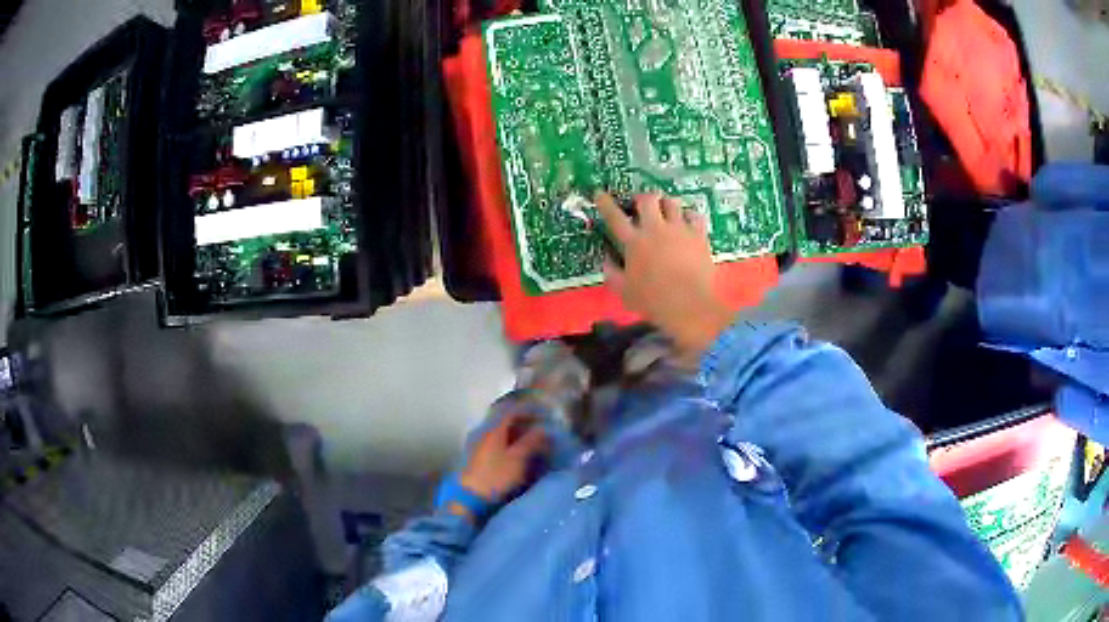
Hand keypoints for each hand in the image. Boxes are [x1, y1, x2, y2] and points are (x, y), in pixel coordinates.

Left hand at [459, 414, 549, 503]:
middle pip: (507, 423)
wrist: (471, 496)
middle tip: (540, 429)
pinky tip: (518, 455)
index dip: (528, 411)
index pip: (512, 412)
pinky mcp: (480, 459)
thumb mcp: (518, 459)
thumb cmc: (496, 476)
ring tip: (532, 443)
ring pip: (503, 434)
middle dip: (524, 423)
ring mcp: (481, 446)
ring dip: (518, 435)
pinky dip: (511, 445)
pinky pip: (499, 444)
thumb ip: (531, 442)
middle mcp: (486, 434)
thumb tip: (543, 430)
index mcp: (495, 430)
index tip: (541, 414)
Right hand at [596, 192, 734, 356]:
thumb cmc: (653, 301)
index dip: (605, 203)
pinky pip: (695, 216)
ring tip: (665, 211)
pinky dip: (689, 216)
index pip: (614, 216)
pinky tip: (688, 222)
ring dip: (665, 204)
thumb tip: (606, 261)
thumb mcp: (624, 292)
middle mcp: (655, 229)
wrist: (688, 304)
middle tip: (641, 206)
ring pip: (671, 202)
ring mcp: (679, 229)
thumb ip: (612, 274)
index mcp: (634, 242)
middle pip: (647, 199)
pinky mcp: (698, 235)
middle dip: (642, 199)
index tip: (600, 193)